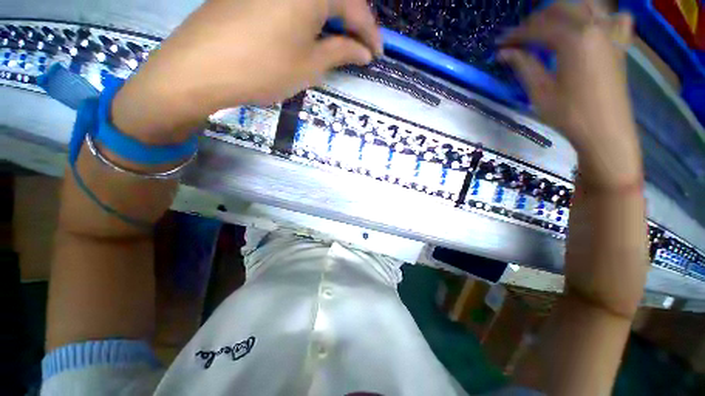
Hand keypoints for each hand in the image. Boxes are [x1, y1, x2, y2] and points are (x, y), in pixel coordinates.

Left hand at [112, 0, 381, 142]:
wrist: (201, 66)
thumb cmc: (264, 68)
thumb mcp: (310, 65)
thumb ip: (341, 53)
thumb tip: (364, 52)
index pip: (355, 7)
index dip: (370, 33)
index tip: (378, 54)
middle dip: (353, 23)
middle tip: (362, 47)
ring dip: (332, 18)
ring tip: (340, 42)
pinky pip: (293, 0)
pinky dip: (309, 15)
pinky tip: (312, 31)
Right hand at [499, 1, 640, 186]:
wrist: (605, 131)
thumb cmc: (569, 114)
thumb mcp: (540, 91)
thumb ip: (523, 65)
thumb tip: (503, 53)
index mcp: (574, 39)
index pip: (538, 28)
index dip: (516, 35)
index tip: (500, 44)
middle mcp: (595, 27)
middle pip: (562, 8)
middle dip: (537, 19)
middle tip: (520, 35)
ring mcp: (611, 34)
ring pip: (587, 6)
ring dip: (566, 11)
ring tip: (550, 24)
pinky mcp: (619, 44)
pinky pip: (615, 18)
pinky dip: (602, 16)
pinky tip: (592, 24)